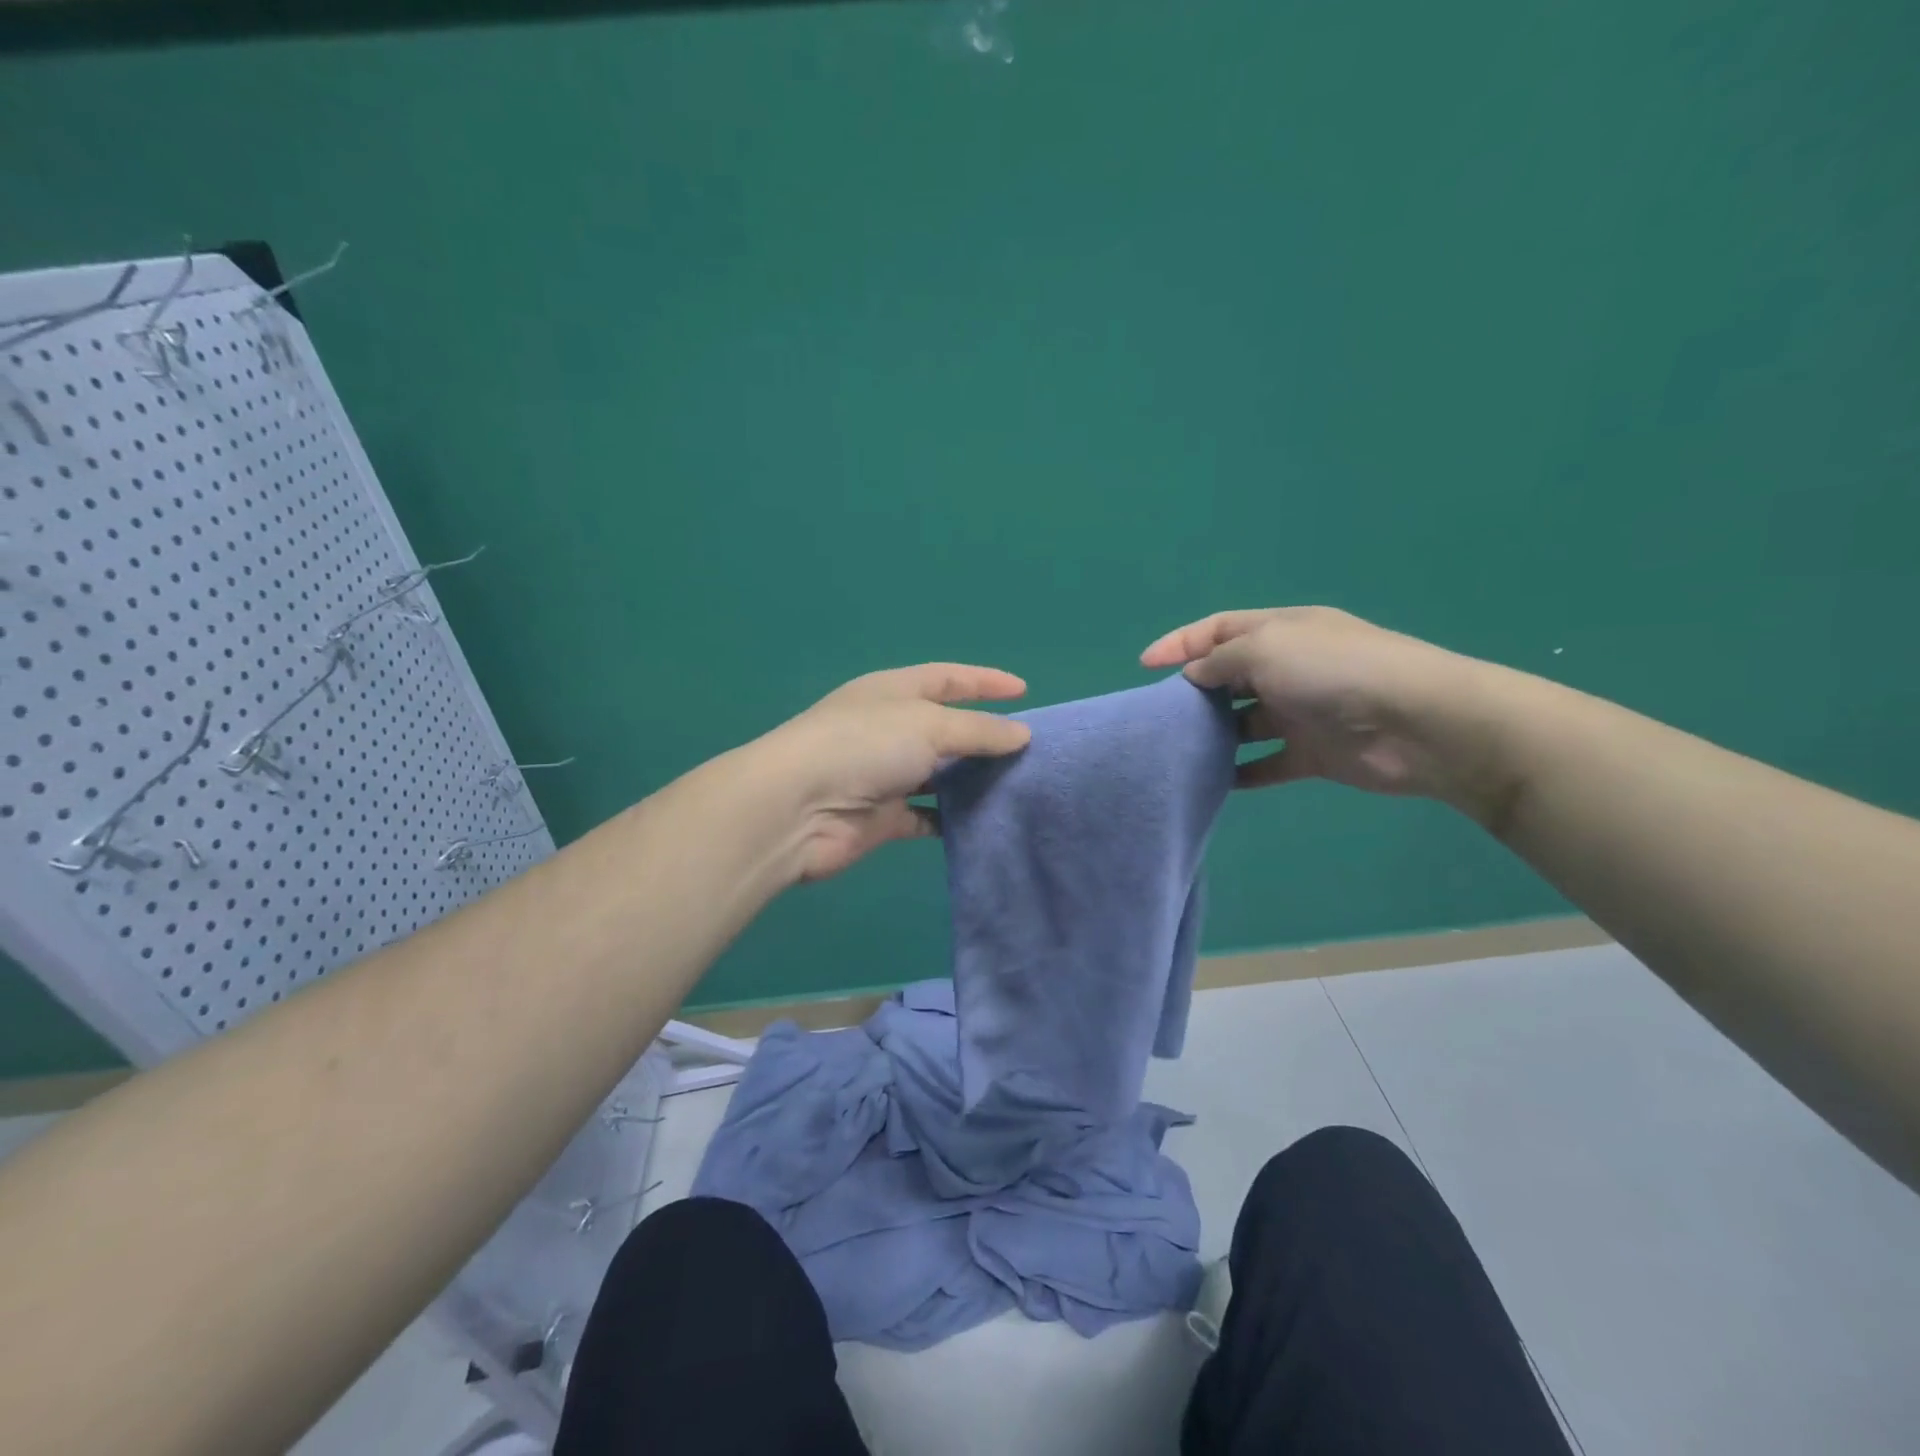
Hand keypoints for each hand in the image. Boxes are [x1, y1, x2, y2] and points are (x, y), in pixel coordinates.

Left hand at [756, 664, 1030, 881]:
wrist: (799, 809)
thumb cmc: (864, 746)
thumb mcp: (929, 725)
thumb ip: (978, 731)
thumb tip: (1022, 735)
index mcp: (894, 692)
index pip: (947, 678)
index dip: (984, 681)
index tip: (1024, 690)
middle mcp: (889, 729)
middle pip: (946, 728)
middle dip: (984, 736)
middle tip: (1030, 750)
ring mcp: (885, 775)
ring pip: (939, 775)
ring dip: (972, 781)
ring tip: (1018, 787)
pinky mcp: (883, 818)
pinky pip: (927, 817)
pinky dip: (952, 820)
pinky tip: (985, 824)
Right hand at [1141, 606, 1502, 807]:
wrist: (1415, 722)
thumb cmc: (1333, 670)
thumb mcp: (1266, 648)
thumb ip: (1221, 661)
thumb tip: (1194, 676)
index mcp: (1280, 631)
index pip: (1219, 629)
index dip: (1180, 643)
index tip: (1145, 666)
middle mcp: (1289, 667)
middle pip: (1229, 675)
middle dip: (1195, 690)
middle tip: (1162, 713)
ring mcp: (1301, 712)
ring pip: (1244, 721)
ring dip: (1215, 733)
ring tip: (1180, 748)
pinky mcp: (1312, 753)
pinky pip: (1266, 764)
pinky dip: (1242, 772)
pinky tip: (1215, 782)